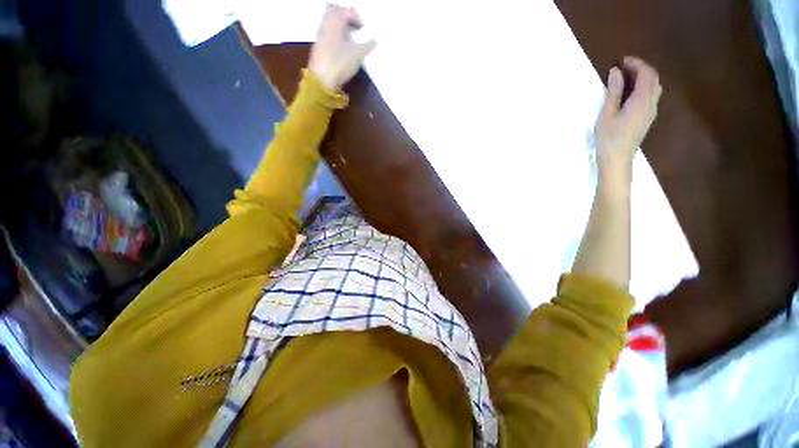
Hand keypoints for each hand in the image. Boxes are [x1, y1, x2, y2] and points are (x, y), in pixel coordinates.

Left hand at [309, 4, 376, 90]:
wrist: (322, 80)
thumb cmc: (340, 63)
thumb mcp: (358, 54)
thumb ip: (368, 45)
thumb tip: (376, 40)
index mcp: (334, 21)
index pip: (346, 11)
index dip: (356, 17)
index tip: (364, 29)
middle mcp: (325, 24)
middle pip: (334, 12)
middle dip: (346, 18)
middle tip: (356, 28)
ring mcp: (320, 36)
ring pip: (331, 23)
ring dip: (341, 28)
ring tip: (352, 39)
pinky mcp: (319, 48)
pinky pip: (328, 34)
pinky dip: (336, 36)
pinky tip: (344, 48)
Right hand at [594, 57, 662, 172]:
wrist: (617, 160)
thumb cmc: (608, 138)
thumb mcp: (606, 114)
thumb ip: (613, 92)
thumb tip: (615, 72)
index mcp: (641, 100)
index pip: (646, 74)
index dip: (636, 63)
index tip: (622, 60)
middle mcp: (651, 103)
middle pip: (653, 79)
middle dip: (641, 69)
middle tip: (624, 67)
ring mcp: (651, 111)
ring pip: (654, 87)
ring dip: (644, 78)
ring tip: (627, 78)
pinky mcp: (647, 118)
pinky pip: (651, 96)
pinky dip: (643, 87)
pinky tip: (631, 92)